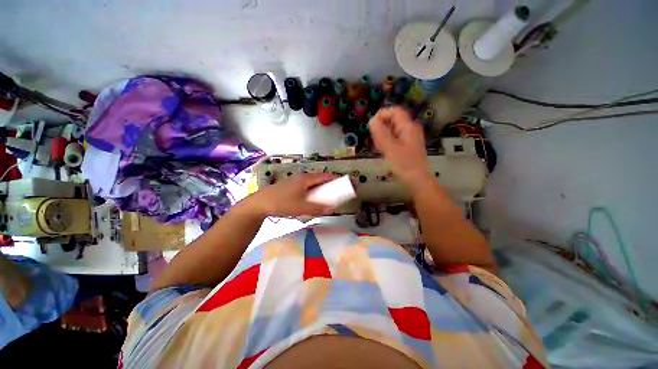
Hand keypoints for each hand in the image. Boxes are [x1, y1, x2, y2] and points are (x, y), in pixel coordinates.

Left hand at [246, 173, 337, 216]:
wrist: (260, 203)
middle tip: (334, 190)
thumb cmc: (282, 203)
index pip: (323, 176)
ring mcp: (294, 180)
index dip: (333, 178)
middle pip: (317, 177)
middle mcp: (301, 177)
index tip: (342, 182)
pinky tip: (309, 196)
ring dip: (318, 185)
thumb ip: (318, 208)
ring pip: (310, 181)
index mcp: (305, 179)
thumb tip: (332, 209)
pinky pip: (304, 184)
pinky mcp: (289, 185)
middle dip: (327, 182)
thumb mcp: (301, 208)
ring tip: (324, 193)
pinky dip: (311, 188)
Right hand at [369, 107, 429, 183]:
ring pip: (393, 130)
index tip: (371, 126)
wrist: (417, 180)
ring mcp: (410, 138)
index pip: (394, 111)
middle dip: (381, 127)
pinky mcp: (407, 146)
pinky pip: (395, 139)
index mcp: (408, 126)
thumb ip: (380, 132)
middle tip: (375, 140)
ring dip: (383, 136)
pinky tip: (384, 151)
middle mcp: (410, 129)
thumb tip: (372, 120)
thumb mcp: (389, 147)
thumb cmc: (403, 163)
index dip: (381, 115)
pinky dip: (387, 142)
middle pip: (393, 120)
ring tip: (379, 147)